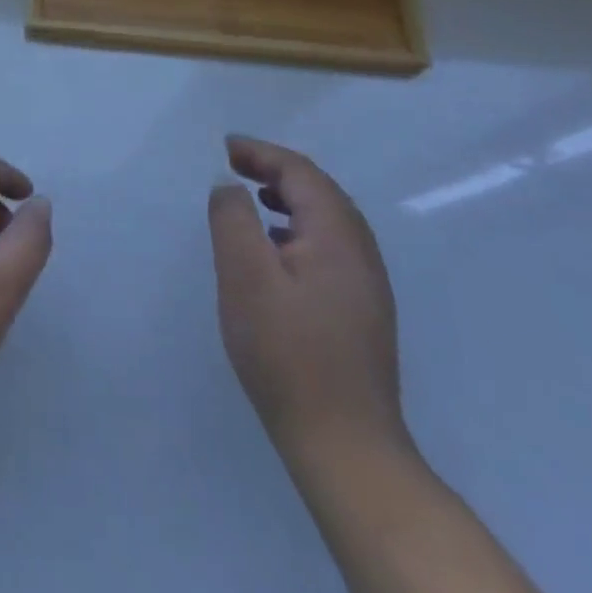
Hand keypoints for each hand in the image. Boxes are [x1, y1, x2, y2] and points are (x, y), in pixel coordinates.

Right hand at [208, 136, 407, 464]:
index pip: (301, 173)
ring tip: (252, 198)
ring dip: (289, 198)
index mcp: (337, 236)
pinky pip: (328, 246)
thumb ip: (233, 219)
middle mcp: (360, 253)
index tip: (225, 147)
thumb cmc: (288, 352)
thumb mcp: (245, 276)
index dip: (262, 152)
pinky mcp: (361, 311)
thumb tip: (230, 185)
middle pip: (320, 191)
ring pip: (327, 220)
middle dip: (276, 170)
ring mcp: (366, 285)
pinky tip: (274, 251)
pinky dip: (297, 228)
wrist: (345, 445)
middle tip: (235, 165)